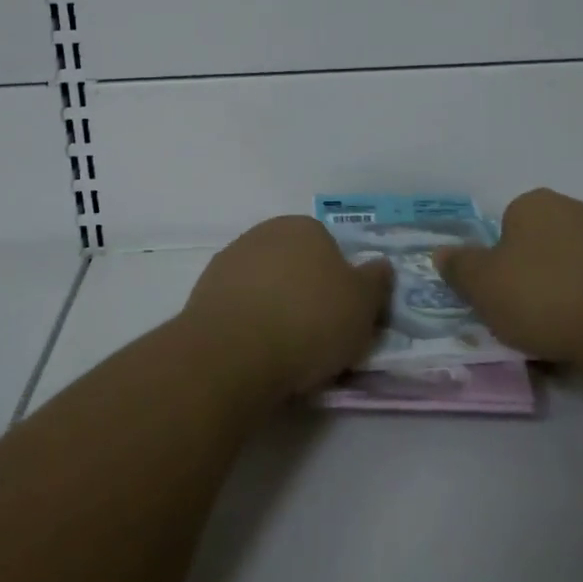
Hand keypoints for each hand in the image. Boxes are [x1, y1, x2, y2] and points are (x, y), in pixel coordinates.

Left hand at [179, 216, 393, 401]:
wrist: (233, 353)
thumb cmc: (310, 320)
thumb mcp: (363, 304)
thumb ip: (376, 280)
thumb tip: (378, 265)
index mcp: (304, 227)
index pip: (330, 250)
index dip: (340, 284)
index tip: (343, 317)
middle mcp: (264, 234)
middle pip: (295, 266)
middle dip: (306, 294)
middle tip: (319, 336)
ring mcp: (229, 261)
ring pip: (265, 286)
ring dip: (275, 310)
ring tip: (286, 353)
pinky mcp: (203, 293)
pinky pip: (239, 308)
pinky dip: (250, 325)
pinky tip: (256, 354)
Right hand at [434, 188, 582, 369]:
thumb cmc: (543, 295)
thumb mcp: (482, 285)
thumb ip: (459, 267)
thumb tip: (441, 252)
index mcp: (533, 203)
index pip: (504, 228)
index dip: (496, 263)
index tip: (497, 295)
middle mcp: (572, 210)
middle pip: (536, 248)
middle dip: (528, 278)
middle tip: (520, 316)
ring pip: (567, 270)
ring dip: (558, 296)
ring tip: (553, 335)